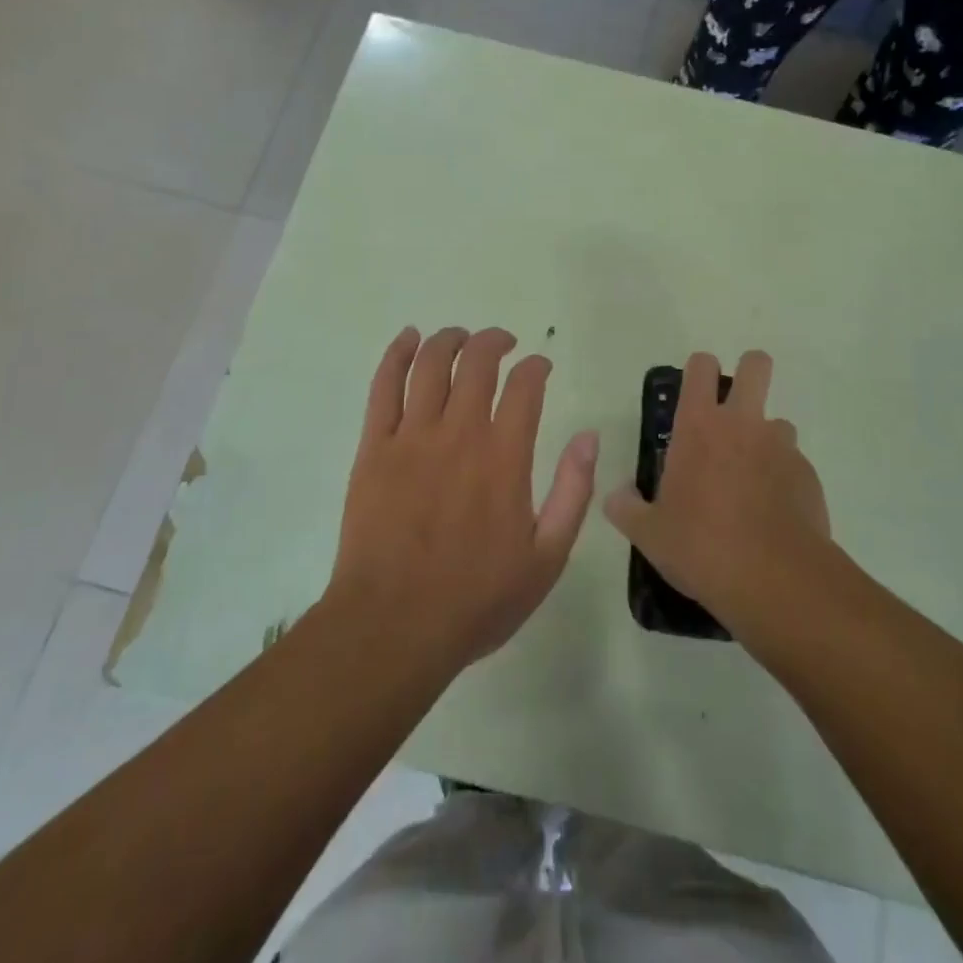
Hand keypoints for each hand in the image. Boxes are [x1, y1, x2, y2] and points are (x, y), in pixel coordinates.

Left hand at [326, 327, 596, 673]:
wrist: (393, 626)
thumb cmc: (476, 599)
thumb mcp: (546, 558)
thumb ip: (572, 492)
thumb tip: (587, 437)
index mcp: (504, 457)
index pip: (525, 386)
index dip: (536, 366)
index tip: (540, 367)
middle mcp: (460, 433)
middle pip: (477, 362)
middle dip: (495, 341)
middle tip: (503, 343)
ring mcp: (412, 437)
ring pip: (430, 364)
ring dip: (449, 339)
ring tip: (461, 336)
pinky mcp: (374, 448)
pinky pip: (384, 386)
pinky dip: (397, 354)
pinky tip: (408, 338)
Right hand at [604, 350, 829, 634]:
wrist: (775, 580)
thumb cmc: (701, 546)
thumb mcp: (648, 533)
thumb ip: (626, 508)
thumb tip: (617, 496)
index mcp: (699, 426)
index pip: (701, 367)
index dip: (700, 370)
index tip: (695, 392)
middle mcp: (743, 424)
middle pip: (756, 365)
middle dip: (749, 373)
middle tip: (734, 410)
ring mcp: (781, 447)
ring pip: (778, 422)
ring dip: (765, 440)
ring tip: (751, 480)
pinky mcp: (808, 475)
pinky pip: (794, 464)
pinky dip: (783, 479)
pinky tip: (772, 514)